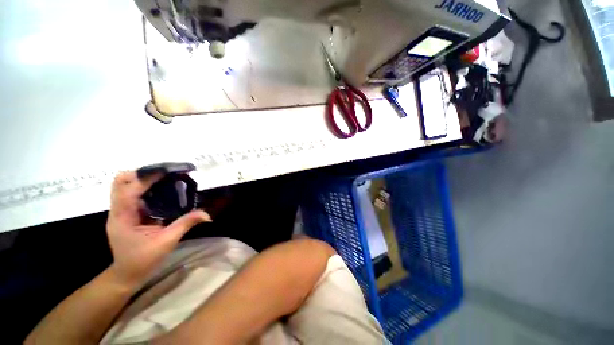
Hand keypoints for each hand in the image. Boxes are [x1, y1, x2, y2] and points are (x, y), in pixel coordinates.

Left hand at [106, 171, 210, 289]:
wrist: (127, 274)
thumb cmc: (143, 260)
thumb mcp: (166, 242)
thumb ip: (185, 224)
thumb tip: (207, 214)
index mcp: (123, 217)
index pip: (129, 190)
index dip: (147, 178)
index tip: (168, 171)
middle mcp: (118, 210)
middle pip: (121, 182)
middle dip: (142, 174)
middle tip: (165, 174)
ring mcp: (121, 211)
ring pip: (126, 185)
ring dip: (145, 179)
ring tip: (166, 179)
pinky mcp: (127, 213)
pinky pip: (134, 194)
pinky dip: (147, 188)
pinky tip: (163, 191)